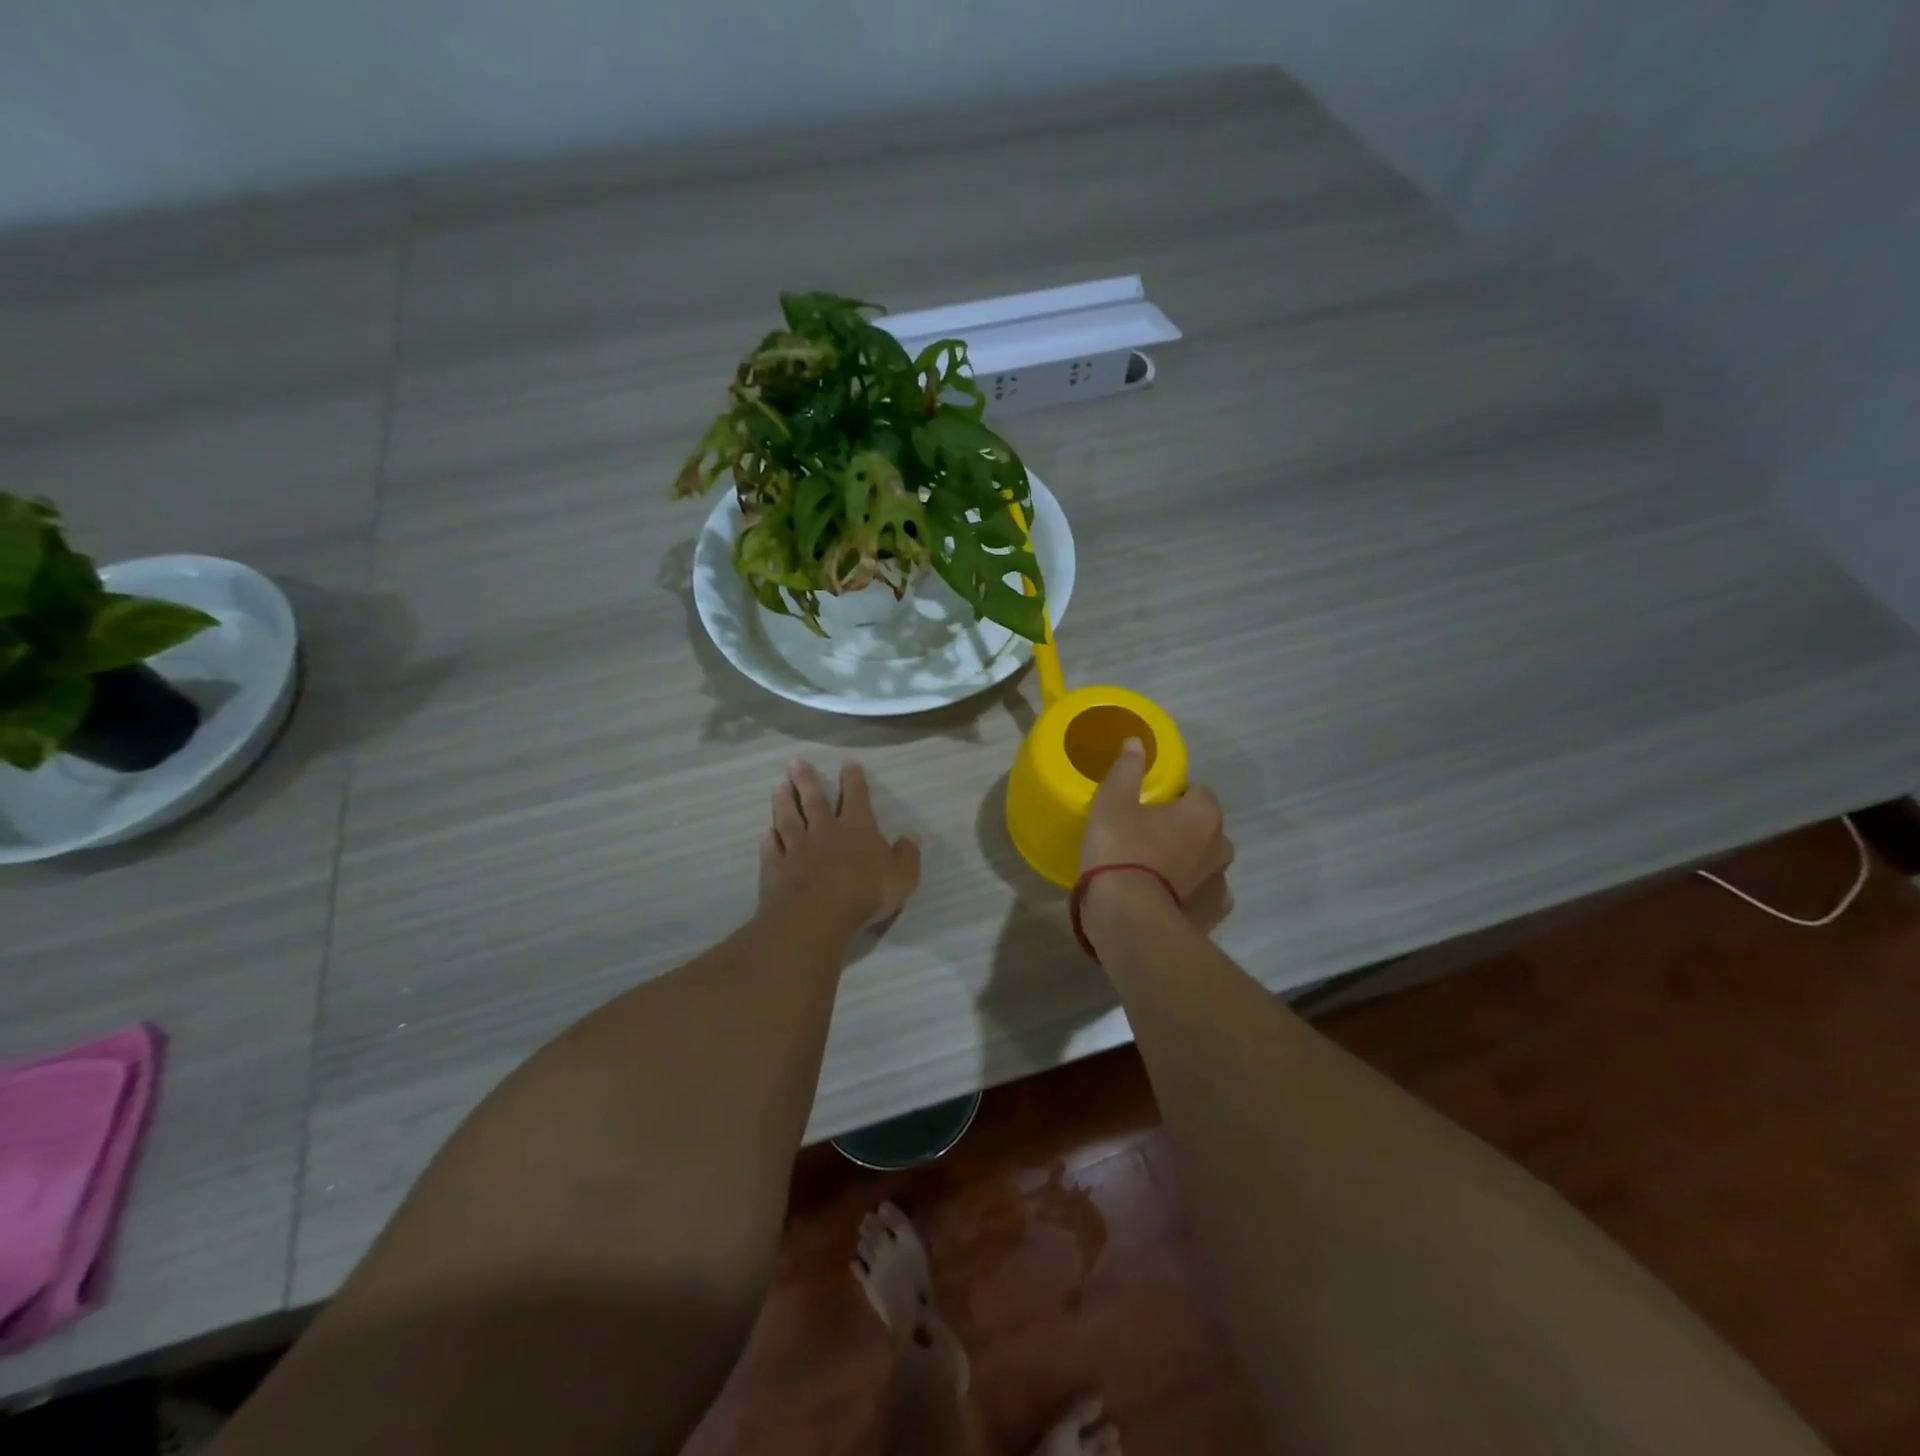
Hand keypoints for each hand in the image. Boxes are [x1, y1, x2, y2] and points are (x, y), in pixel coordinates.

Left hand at [759, 759, 921, 939]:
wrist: (818, 914)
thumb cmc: (865, 892)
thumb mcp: (901, 876)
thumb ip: (907, 856)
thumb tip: (912, 837)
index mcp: (857, 828)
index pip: (856, 797)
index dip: (853, 779)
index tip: (847, 763)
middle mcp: (825, 831)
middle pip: (814, 801)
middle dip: (806, 780)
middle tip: (794, 762)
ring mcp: (797, 848)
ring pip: (789, 819)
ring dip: (783, 803)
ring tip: (778, 786)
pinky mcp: (777, 868)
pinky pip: (772, 849)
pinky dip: (769, 840)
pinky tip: (765, 832)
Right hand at [1082, 738, 1233, 930]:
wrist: (1129, 918)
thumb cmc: (1122, 851)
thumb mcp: (1113, 802)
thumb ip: (1127, 770)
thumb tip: (1137, 742)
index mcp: (1204, 813)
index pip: (1197, 792)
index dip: (1172, 796)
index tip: (1146, 805)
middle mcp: (1222, 845)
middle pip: (1203, 828)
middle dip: (1182, 829)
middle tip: (1144, 836)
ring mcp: (1220, 883)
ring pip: (1204, 863)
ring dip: (1187, 863)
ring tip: (1152, 872)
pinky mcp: (1212, 915)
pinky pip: (1202, 896)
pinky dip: (1188, 895)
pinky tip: (1165, 899)